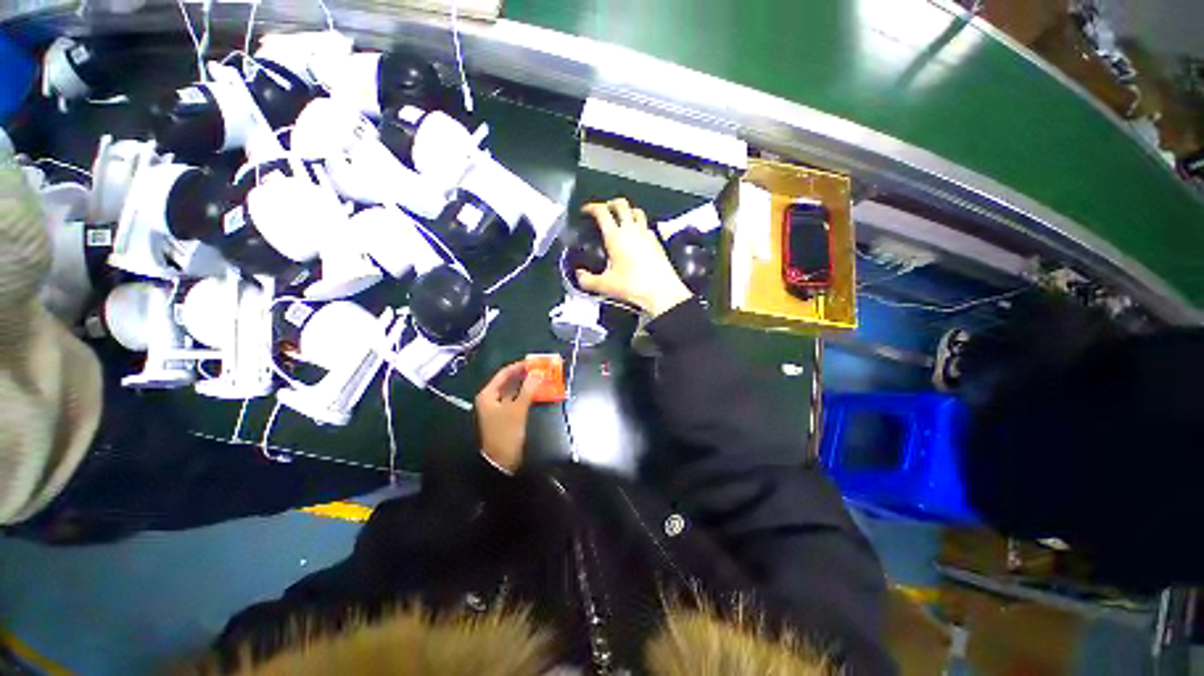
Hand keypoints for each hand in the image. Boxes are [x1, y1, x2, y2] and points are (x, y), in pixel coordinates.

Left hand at [475, 362, 542, 472]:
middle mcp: (492, 398)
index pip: (504, 373)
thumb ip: (528, 390)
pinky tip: (539, 391)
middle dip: (525, 374)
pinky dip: (528, 394)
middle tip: (541, 368)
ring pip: (515, 390)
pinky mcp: (507, 415)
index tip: (535, 361)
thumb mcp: (517, 410)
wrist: (502, 461)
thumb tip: (538, 373)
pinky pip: (518, 399)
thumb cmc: (506, 433)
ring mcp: (499, 407)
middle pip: (509, 381)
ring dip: (528, 384)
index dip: (519, 366)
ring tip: (543, 377)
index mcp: (488, 394)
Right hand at [578, 198, 692, 317]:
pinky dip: (639, 225)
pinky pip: (646, 226)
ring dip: (627, 211)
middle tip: (604, 210)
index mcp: (615, 236)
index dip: (592, 207)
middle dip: (610, 203)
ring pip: (637, 212)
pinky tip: (636, 237)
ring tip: (621, 220)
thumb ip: (587, 280)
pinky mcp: (658, 242)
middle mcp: (632, 230)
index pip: (602, 211)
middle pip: (622, 204)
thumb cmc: (632, 287)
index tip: (586, 211)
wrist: (662, 292)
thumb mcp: (604, 286)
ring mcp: (647, 234)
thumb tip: (579, 275)